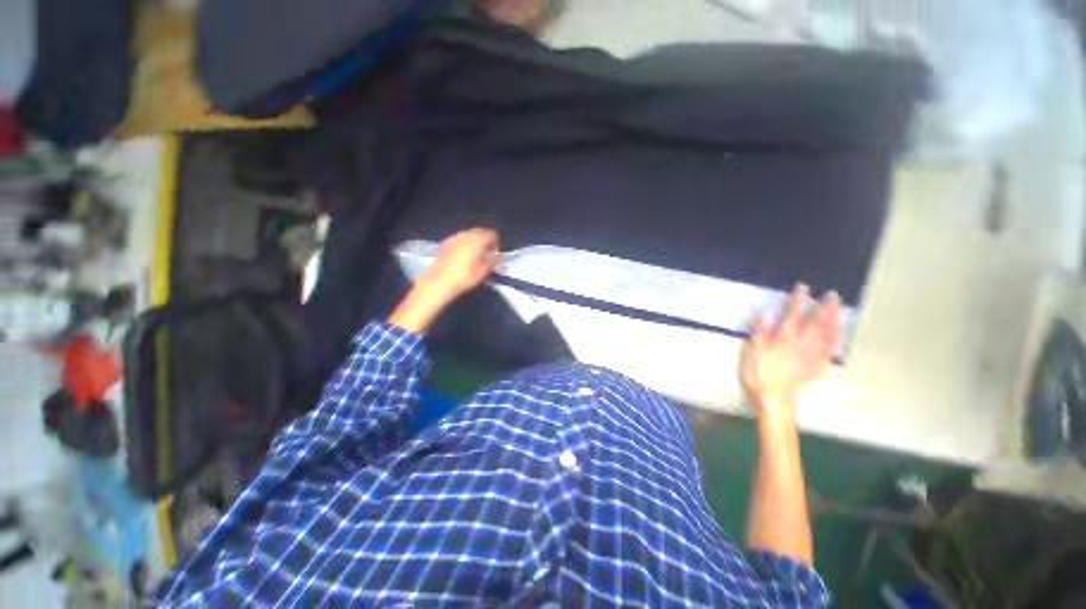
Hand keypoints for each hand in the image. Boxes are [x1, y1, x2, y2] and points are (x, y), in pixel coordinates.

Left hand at [417, 227, 500, 303]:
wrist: (440, 281)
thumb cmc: (463, 277)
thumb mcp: (483, 271)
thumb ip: (493, 261)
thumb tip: (498, 257)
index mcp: (477, 240)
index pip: (491, 234)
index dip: (496, 243)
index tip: (495, 252)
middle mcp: (465, 235)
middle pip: (480, 231)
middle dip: (485, 240)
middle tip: (487, 253)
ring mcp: (454, 238)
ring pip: (469, 234)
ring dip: (475, 242)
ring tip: (476, 255)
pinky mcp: (445, 243)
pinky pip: (459, 239)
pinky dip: (465, 244)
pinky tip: (464, 256)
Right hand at [742, 284, 840, 414]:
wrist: (774, 397)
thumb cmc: (759, 373)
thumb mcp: (753, 352)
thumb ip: (760, 332)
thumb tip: (763, 314)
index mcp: (784, 339)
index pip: (793, 315)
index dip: (797, 300)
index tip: (802, 288)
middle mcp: (802, 344)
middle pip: (817, 323)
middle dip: (825, 308)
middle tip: (832, 295)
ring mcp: (813, 355)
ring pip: (828, 334)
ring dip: (835, 320)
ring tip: (839, 308)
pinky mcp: (818, 366)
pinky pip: (832, 350)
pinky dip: (837, 340)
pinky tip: (840, 334)